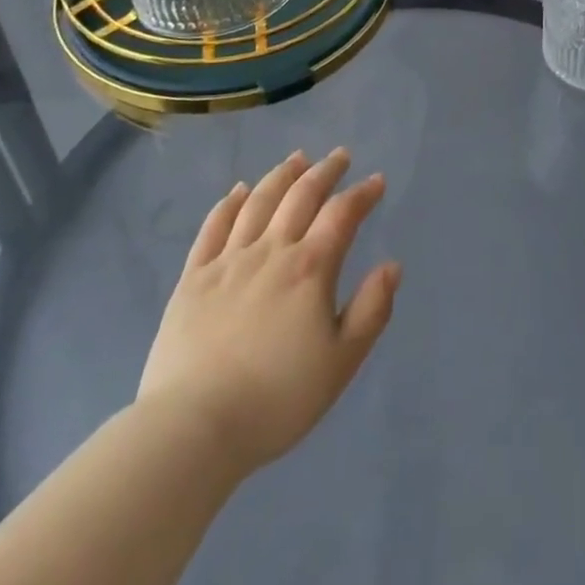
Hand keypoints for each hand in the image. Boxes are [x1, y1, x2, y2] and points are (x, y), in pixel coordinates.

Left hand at [137, 148, 401, 475]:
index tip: (376, 181)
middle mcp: (271, 251)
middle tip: (339, 156)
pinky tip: (238, 190)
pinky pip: (213, 227)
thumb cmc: (276, 399)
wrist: (193, 428)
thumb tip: (392, 266)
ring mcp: (228, 261)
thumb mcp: (340, 363)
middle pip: (301, 196)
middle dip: (325, 171)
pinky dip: (229, 203)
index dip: (362, 194)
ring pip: (258, 202)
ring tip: (297, 159)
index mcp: (310, 268)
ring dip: (281, 175)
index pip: (342, 214)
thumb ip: (371, 310)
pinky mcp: (193, 278)